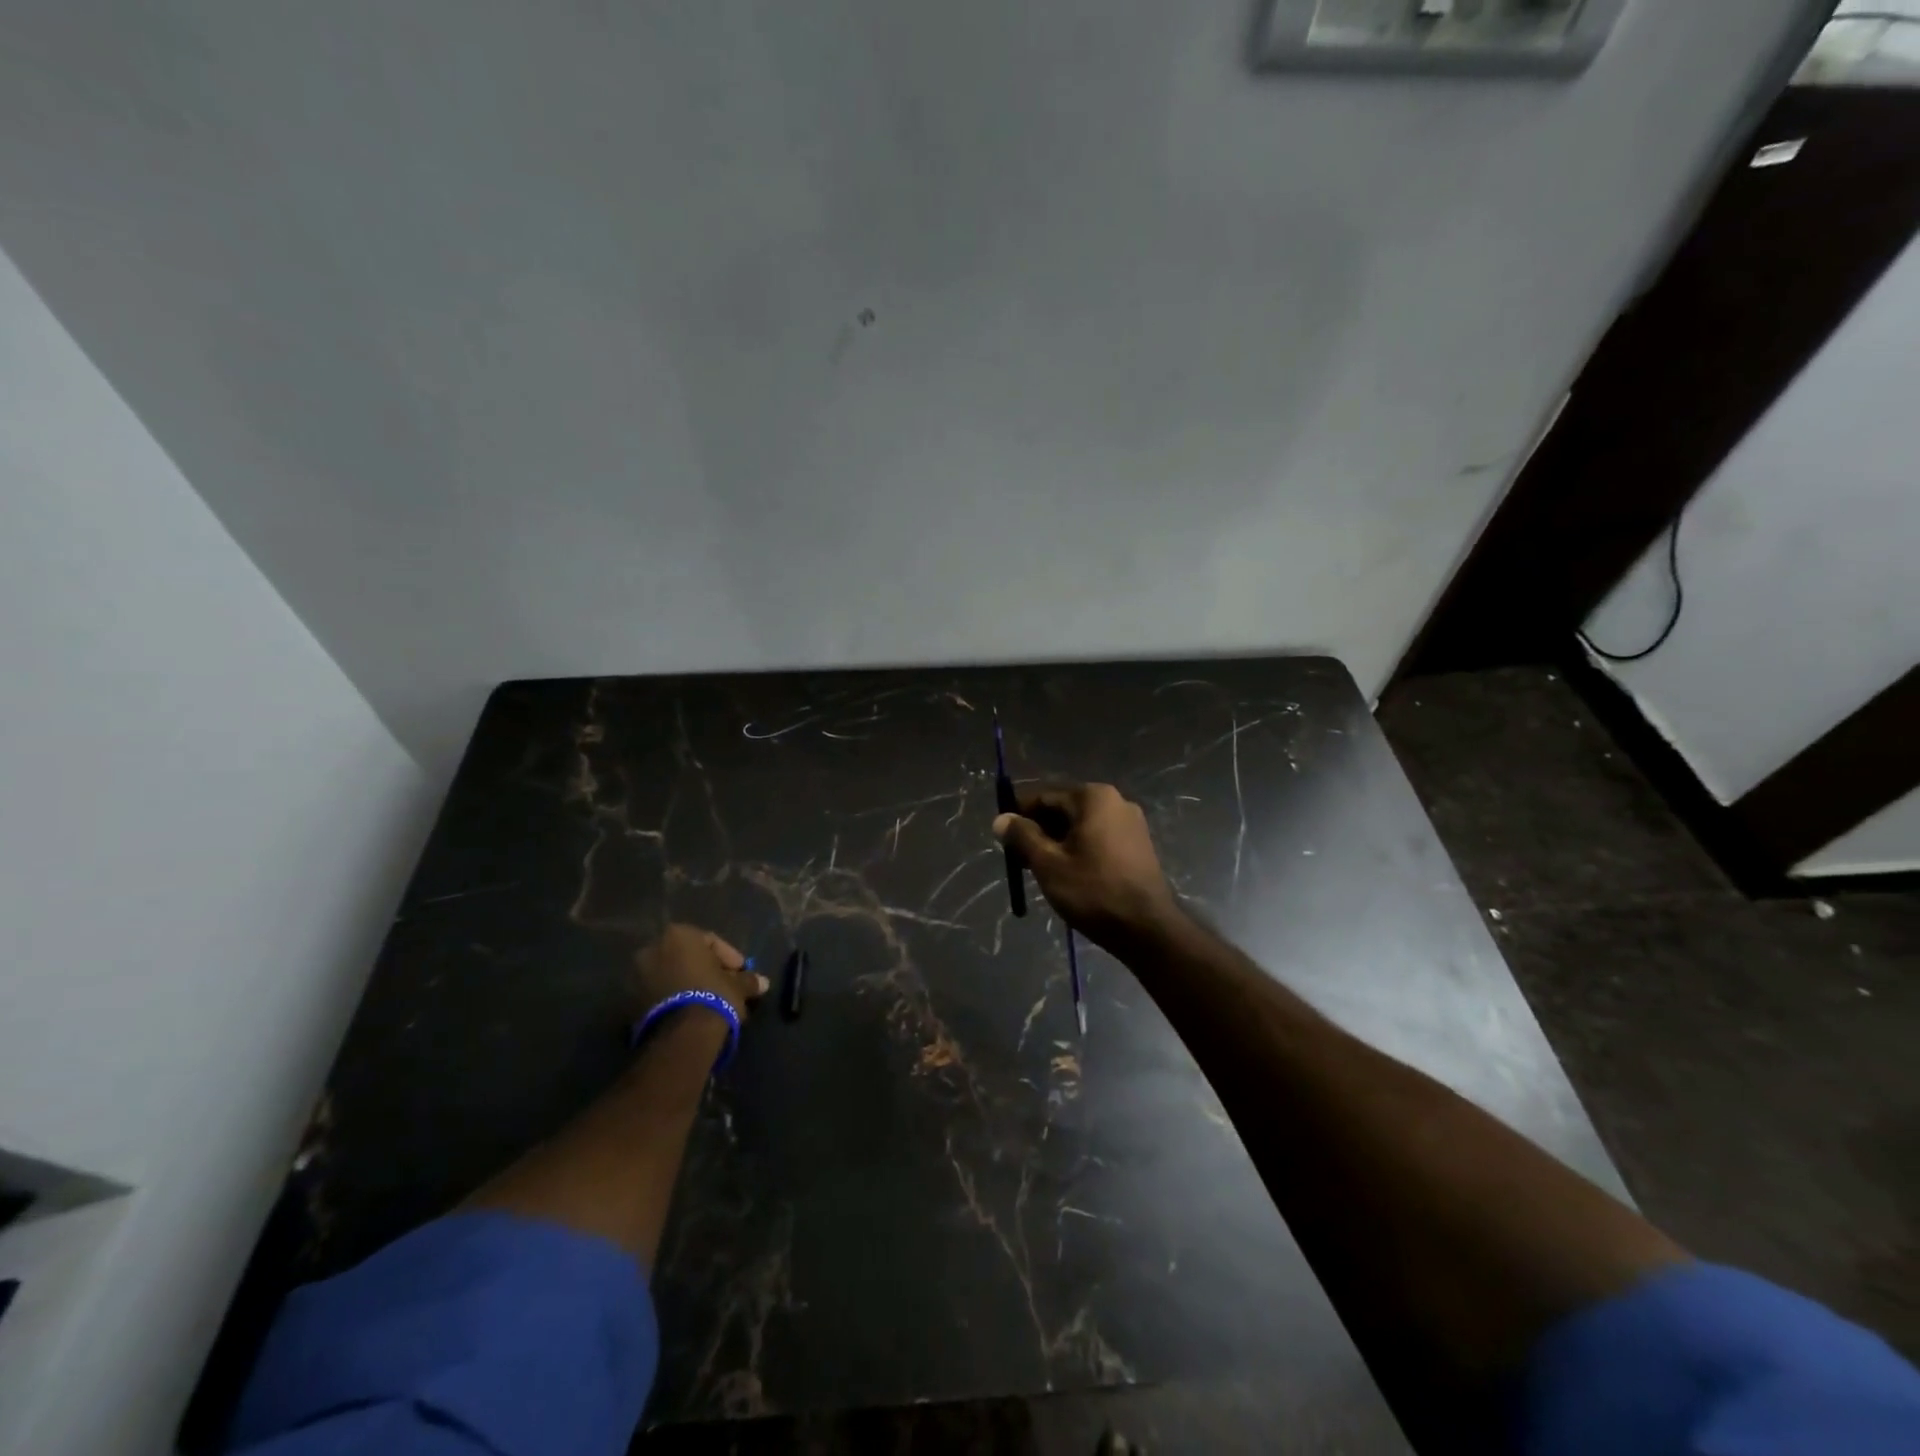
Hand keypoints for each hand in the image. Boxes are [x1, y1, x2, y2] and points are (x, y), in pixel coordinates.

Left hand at [635, 924, 769, 1020]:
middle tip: (725, 987)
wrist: (681, 1034)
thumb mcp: (737, 985)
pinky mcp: (630, 1001)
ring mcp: (637, 975)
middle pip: (688, 957)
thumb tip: (763, 982)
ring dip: (690, 985)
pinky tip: (691, 1013)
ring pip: (672, 975)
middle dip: (707, 971)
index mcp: (678, 935)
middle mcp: (653, 948)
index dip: (730, 957)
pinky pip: (660, 993)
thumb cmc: (713, 995)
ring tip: (709, 1004)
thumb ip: (748, 980)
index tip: (741, 973)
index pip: (710, 941)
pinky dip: (675, 999)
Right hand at [993, 783, 1181, 949]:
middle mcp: (1115, 801)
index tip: (1003, 839)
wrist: (1147, 929)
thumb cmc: (1093, 891)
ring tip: (1041, 870)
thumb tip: (1001, 818)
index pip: (1044, 797)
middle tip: (1020, 859)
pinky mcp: (1138, 845)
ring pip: (1080, 826)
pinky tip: (1069, 874)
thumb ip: (1022, 837)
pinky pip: (1098, 838)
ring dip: (1057, 842)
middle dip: (1039, 831)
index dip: (1019, 815)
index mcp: (1093, 797)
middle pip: (1063, 809)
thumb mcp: (1048, 864)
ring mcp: (1130, 823)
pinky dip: (1079, 849)